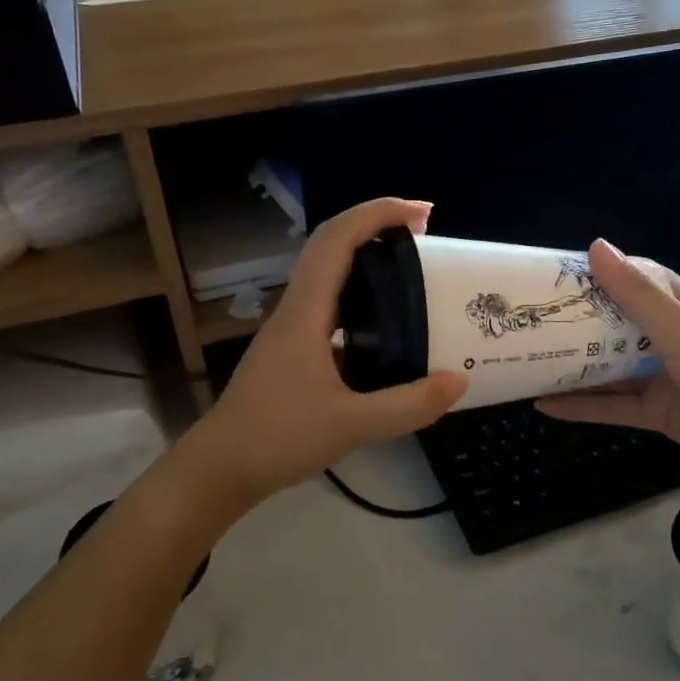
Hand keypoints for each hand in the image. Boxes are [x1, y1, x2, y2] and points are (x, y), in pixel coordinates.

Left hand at [178, 198, 466, 506]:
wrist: (221, 468)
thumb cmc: (278, 439)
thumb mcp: (351, 426)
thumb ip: (408, 406)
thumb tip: (458, 382)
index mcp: (305, 314)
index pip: (337, 240)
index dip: (377, 214)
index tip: (422, 213)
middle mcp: (295, 310)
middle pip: (330, 246)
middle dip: (376, 226)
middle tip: (425, 233)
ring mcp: (291, 330)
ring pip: (328, 274)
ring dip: (366, 257)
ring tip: (411, 268)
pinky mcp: (292, 350)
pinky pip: (329, 304)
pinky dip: (360, 295)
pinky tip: (385, 324)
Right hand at [537, 241, 679, 484]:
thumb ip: (636, 293)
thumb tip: (597, 246)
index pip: (640, 280)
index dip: (603, 274)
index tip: (559, 274)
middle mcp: (673, 338)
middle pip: (619, 324)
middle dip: (580, 321)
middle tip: (533, 317)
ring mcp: (665, 377)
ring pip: (612, 367)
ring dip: (576, 364)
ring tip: (529, 357)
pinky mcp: (659, 413)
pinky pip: (614, 406)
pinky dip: (582, 405)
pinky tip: (544, 405)